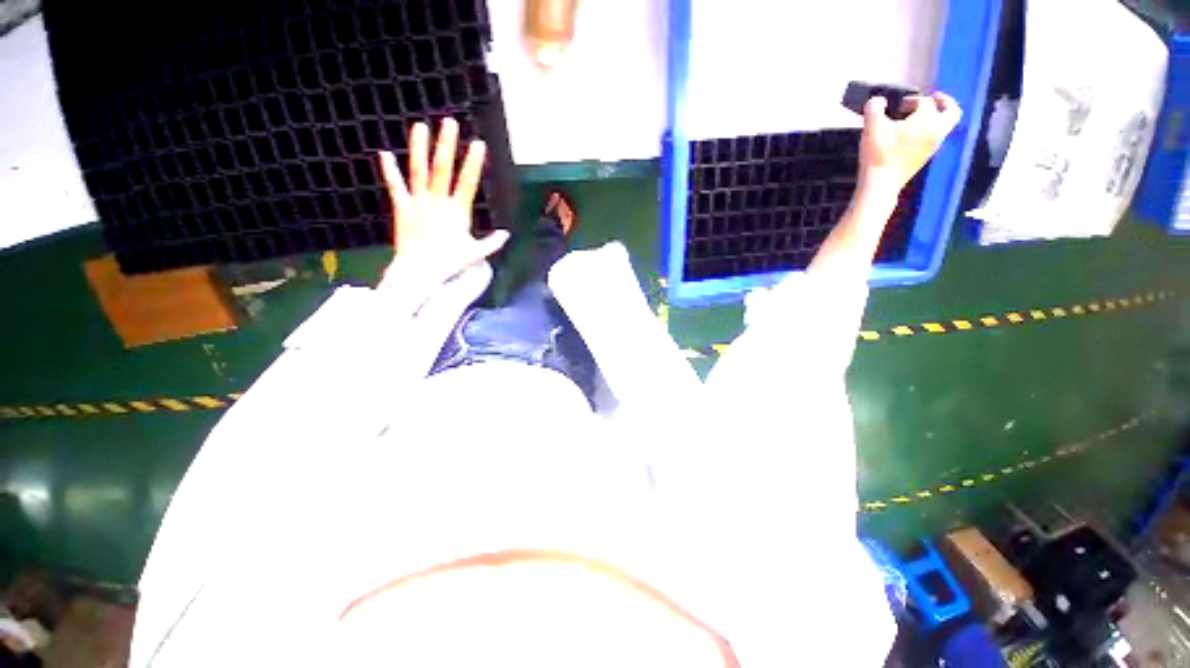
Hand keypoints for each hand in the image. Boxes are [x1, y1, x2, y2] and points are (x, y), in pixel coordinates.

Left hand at [378, 118, 508, 285]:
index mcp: (457, 212)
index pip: (468, 183)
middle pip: (443, 169)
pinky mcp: (402, 208)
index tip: (479, 144)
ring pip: (419, 171)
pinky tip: (384, 153)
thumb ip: (491, 243)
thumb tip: (506, 234)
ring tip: (420, 126)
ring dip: (420, 149)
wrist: (420, 271)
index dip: (473, 163)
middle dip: (447, 145)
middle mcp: (438, 202)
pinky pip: (396, 186)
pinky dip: (390, 170)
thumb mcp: (475, 254)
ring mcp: (418, 203)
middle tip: (449, 122)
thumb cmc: (449, 262)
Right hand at [859, 92, 961, 190]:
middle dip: (945, 102)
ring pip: (944, 126)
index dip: (912, 99)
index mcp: (927, 119)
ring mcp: (933, 146)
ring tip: (917, 120)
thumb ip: (874, 108)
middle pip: (952, 111)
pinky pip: (934, 140)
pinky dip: (927, 133)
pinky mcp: (925, 158)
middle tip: (934, 99)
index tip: (899, 105)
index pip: (925, 101)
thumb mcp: (871, 127)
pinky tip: (911, 137)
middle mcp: (936, 131)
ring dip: (934, 119)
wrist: (881, 183)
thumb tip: (877, 101)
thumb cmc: (879, 154)